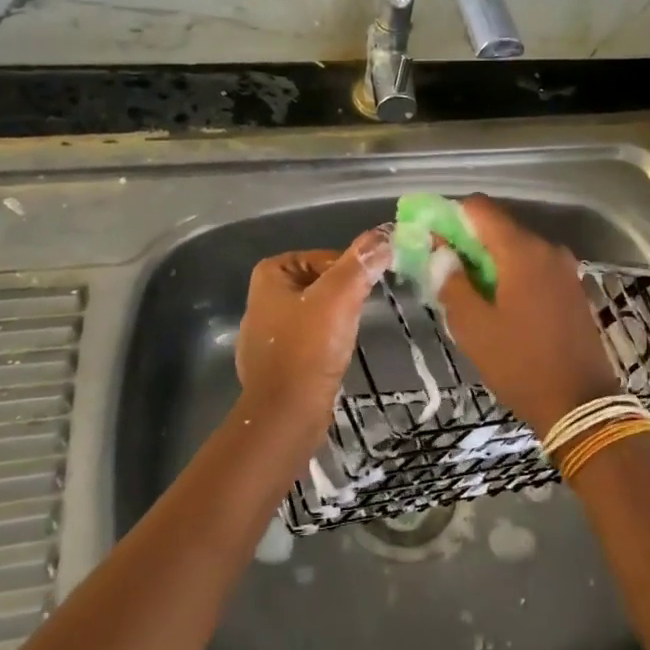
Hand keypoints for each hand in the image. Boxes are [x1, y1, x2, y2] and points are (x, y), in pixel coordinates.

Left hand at [236, 228, 389, 430]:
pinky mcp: (275, 361)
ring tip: (348, 337)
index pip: (326, 258)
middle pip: (322, 283)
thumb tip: (386, 234)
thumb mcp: (339, 297)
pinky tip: (334, 357)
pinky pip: (310, 339)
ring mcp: (266, 332)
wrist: (286, 415)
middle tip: (359, 315)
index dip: (349, 273)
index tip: (364, 292)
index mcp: (270, 274)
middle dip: (343, 297)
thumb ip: (361, 263)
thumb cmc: (309, 348)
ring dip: (337, 321)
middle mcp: (263, 297)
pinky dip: (325, 344)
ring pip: (317, 312)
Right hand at [434, 196, 618, 435]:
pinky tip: (500, 304)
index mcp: (522, 251)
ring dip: (490, 262)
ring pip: (517, 249)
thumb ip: (451, 281)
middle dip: (469, 243)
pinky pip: (534, 267)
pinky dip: (513, 275)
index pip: (480, 208)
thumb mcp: (473, 326)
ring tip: (469, 293)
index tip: (432, 239)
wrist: (580, 404)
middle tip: (444, 271)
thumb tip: (441, 250)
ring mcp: (565, 268)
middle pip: (500, 228)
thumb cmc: (520, 363)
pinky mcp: (572, 288)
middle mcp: (547, 248)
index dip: (451, 216)